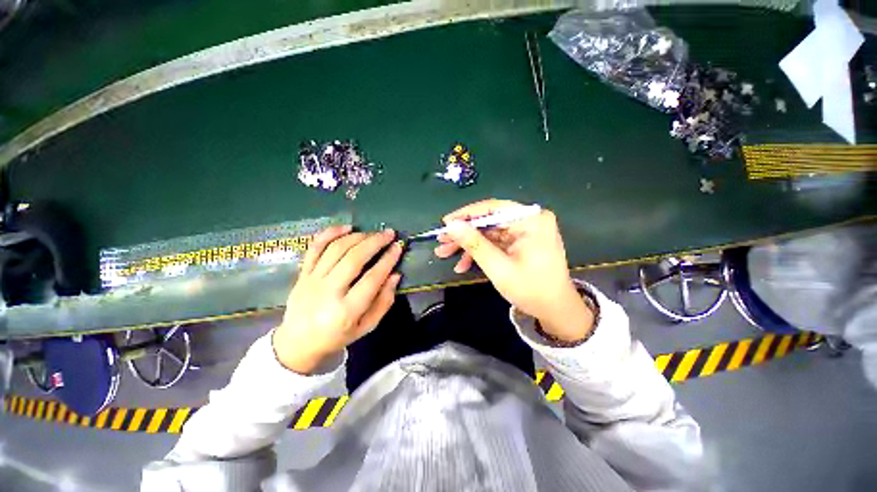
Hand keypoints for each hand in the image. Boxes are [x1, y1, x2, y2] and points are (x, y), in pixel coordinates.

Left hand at [273, 226, 402, 373]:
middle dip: (374, 242)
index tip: (398, 247)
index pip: (371, 279)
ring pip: (336, 249)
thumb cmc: (337, 336)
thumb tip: (395, 275)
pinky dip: (330, 233)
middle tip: (389, 233)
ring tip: (372, 233)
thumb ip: (384, 302)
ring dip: (357, 237)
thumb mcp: (367, 327)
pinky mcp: (302, 273)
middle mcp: (328, 292)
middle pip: (353, 259)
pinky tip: (346, 227)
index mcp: (346, 310)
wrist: (298, 343)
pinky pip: (315, 248)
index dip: (387, 260)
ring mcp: (312, 280)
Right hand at [434, 199, 593, 341]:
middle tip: (441, 241)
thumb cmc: (531, 290)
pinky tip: (462, 264)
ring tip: (444, 253)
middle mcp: (529, 220)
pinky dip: (479, 252)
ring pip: (489, 232)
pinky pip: (495, 242)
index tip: (445, 223)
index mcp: (531, 220)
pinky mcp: (520, 242)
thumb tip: (451, 225)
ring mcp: (525, 232)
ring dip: (468, 244)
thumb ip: (474, 244)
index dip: (466, 214)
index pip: (493, 208)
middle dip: (464, 233)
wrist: (555, 311)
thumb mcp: (498, 267)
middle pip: (489, 221)